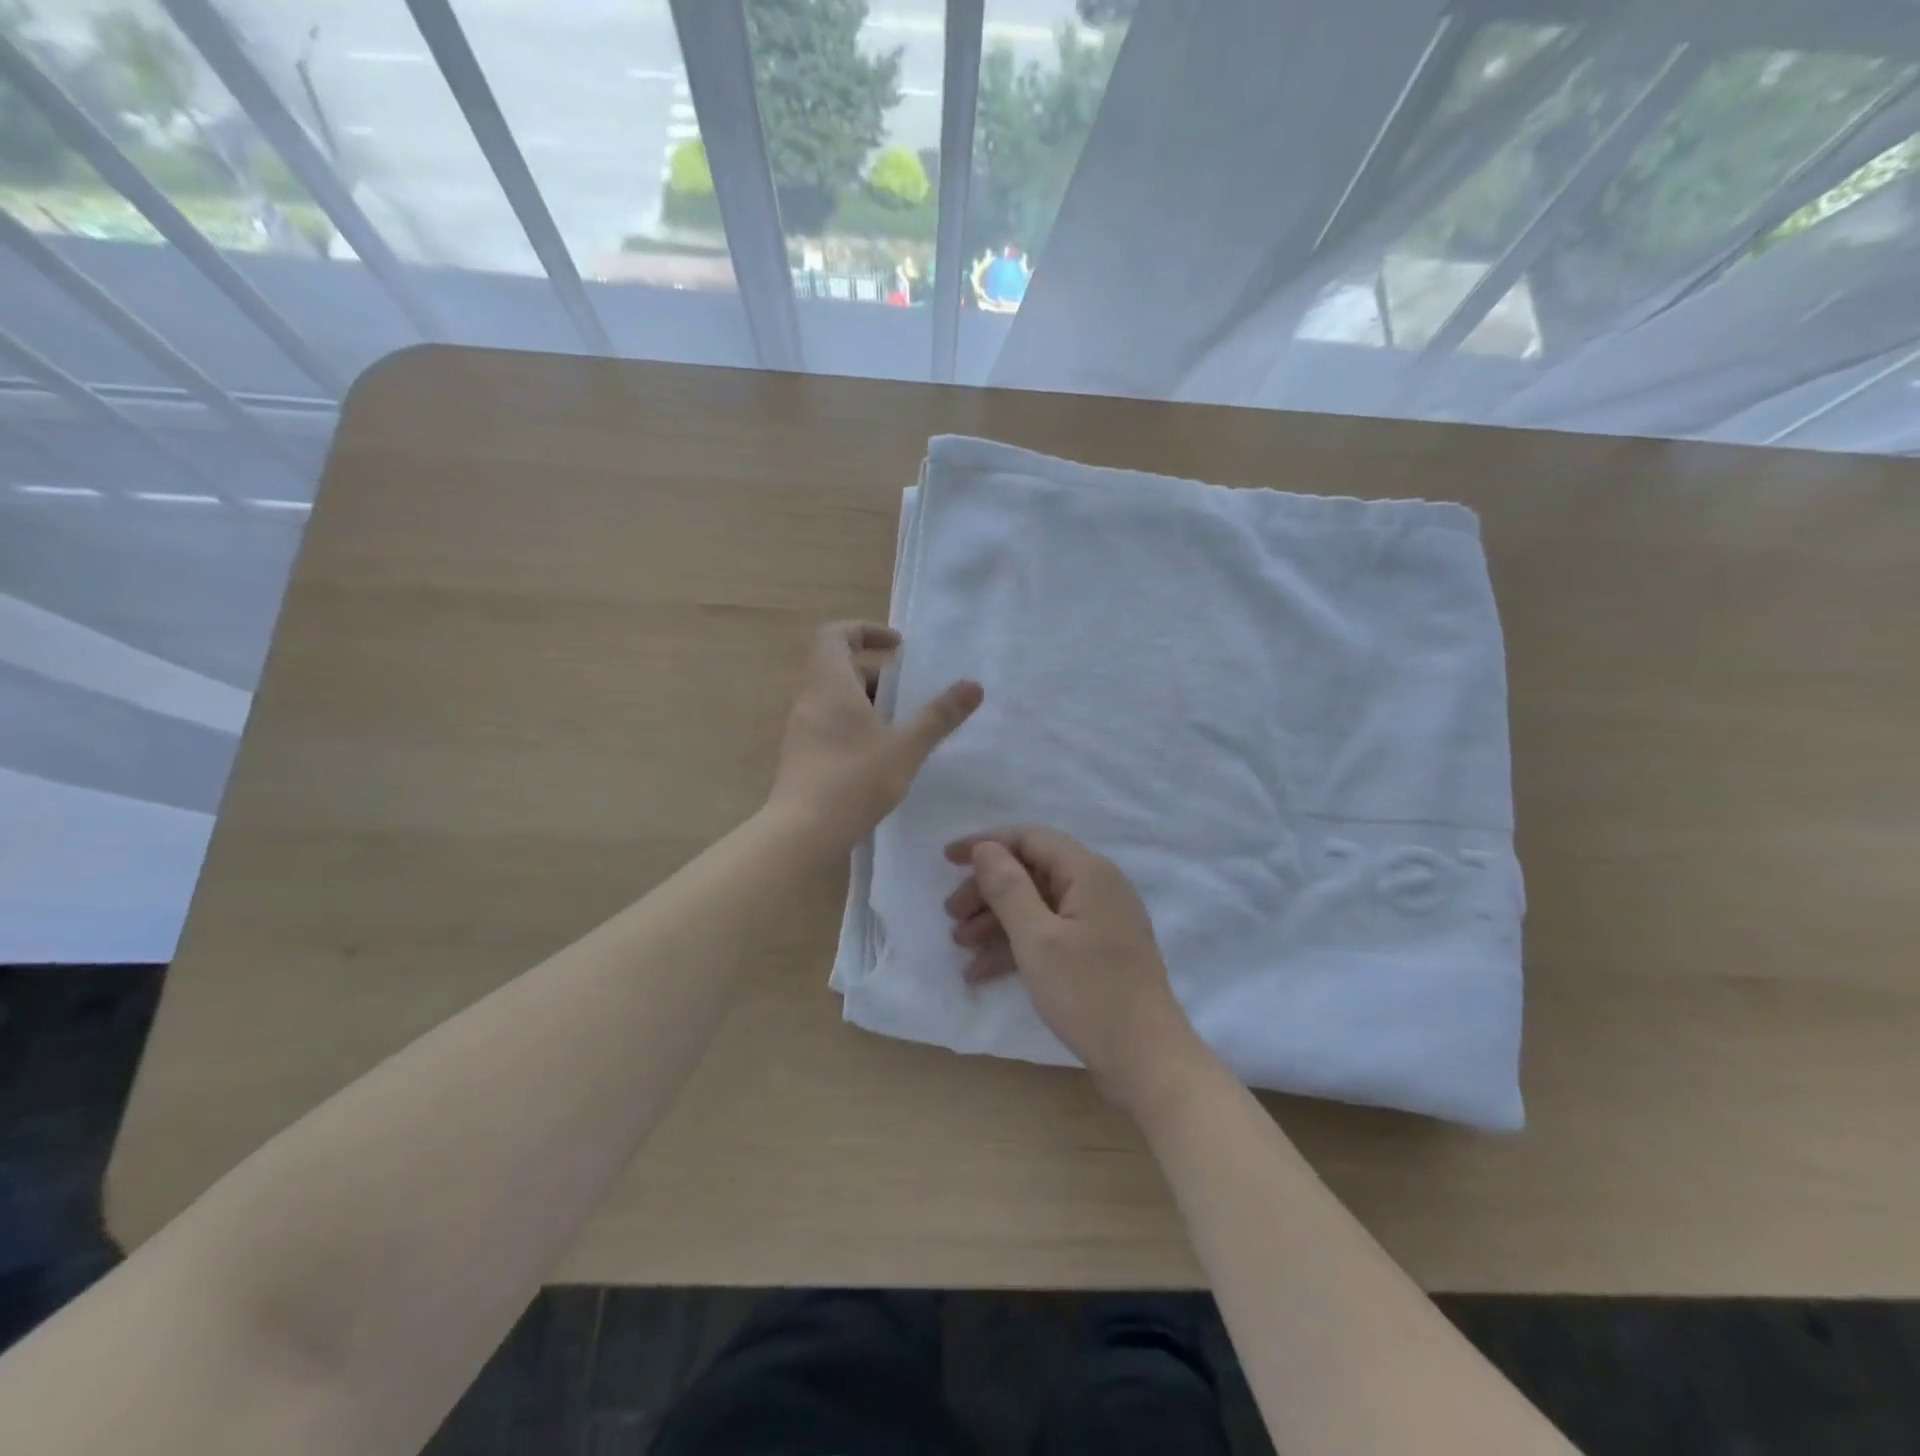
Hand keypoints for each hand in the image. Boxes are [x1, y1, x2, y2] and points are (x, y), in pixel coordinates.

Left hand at [767, 622, 981, 860]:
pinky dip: (855, 725)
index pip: (835, 634)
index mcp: (831, 684)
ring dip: (868, 702)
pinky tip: (879, 756)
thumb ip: (939, 715)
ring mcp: (802, 728)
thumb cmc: (854, 781)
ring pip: (835, 698)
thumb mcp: (906, 747)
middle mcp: (810, 699)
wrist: (802, 832)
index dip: (865, 630)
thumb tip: (974, 685)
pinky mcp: (801, 754)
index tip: (898, 647)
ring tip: (901, 728)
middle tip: (909, 695)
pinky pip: (829, 722)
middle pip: (839, 667)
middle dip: (877, 674)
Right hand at [943, 826, 1203, 1113]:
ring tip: (959, 943)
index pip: (1030, 838)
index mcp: (1088, 872)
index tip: (947, 859)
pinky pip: (1049, 935)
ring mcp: (1098, 922)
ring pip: (1037, 906)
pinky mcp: (1096, 953)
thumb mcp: (1037, 939)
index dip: (986, 844)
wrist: (1147, 1060)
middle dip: (987, 890)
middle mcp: (1097, 887)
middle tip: (951, 913)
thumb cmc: (1089, 993)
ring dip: (996, 921)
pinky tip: (981, 970)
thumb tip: (987, 848)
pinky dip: (1017, 946)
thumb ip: (1008, 887)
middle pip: (1031, 872)